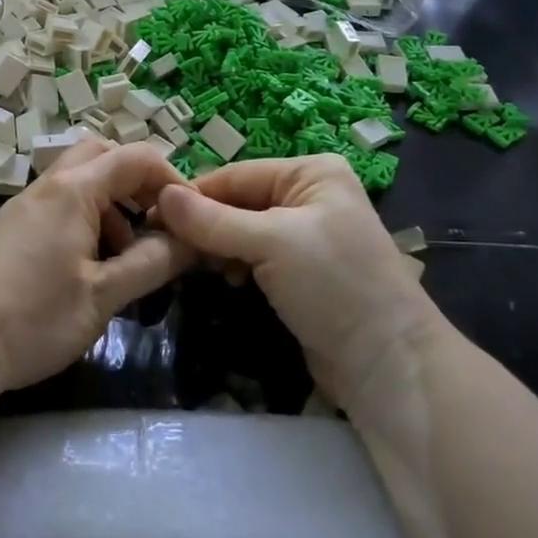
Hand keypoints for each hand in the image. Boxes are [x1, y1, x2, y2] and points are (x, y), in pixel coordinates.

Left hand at [0, 139, 193, 397]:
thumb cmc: (35, 319)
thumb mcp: (103, 297)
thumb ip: (151, 263)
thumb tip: (190, 241)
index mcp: (72, 191)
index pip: (134, 157)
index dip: (170, 178)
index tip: (189, 215)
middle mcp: (45, 187)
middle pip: (99, 155)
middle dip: (134, 182)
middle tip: (153, 223)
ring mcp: (20, 205)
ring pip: (76, 182)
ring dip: (108, 205)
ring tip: (122, 258)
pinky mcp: (5, 228)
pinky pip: (54, 205)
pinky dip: (81, 219)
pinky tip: (83, 268)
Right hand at [156, 154, 445, 406]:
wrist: (388, 364)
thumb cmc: (335, 286)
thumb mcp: (271, 243)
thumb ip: (212, 220)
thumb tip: (160, 195)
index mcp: (310, 173)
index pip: (236, 175)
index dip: (193, 195)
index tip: (150, 215)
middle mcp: (308, 196)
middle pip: (238, 202)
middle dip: (205, 224)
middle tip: (166, 246)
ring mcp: (305, 236)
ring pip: (241, 231)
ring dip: (217, 247)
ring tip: (196, 266)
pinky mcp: (300, 272)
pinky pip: (254, 257)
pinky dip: (234, 265)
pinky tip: (224, 279)